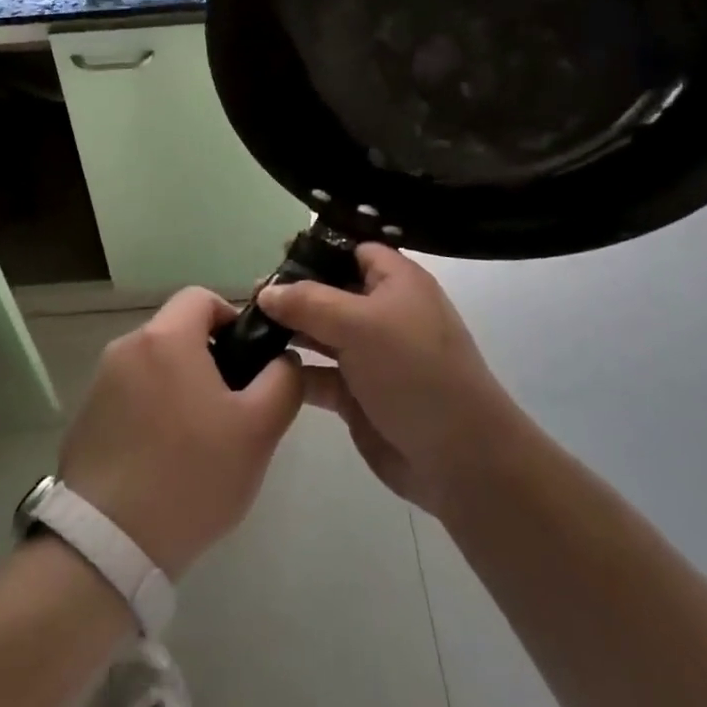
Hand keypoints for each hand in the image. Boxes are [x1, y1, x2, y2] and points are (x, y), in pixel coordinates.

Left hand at [59, 288, 303, 578]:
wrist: (109, 543)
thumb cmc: (192, 476)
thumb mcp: (258, 430)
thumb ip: (283, 381)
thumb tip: (282, 359)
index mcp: (165, 338)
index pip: (201, 297)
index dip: (231, 318)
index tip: (247, 361)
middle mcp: (125, 348)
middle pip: (176, 332)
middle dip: (208, 359)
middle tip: (231, 409)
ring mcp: (99, 383)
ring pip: (153, 366)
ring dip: (178, 387)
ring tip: (198, 441)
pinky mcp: (84, 417)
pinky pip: (128, 396)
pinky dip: (150, 412)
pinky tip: (162, 460)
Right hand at [257, 246, 519, 515]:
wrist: (459, 458)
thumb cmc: (415, 372)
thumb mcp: (361, 324)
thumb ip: (308, 303)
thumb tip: (266, 290)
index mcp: (397, 283)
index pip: (354, 250)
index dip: (318, 249)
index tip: (276, 253)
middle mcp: (384, 313)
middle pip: (331, 290)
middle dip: (294, 292)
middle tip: (249, 294)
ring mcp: (371, 356)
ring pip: (321, 332)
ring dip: (289, 331)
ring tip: (247, 327)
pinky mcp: (358, 394)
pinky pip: (319, 373)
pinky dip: (295, 370)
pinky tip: (264, 368)